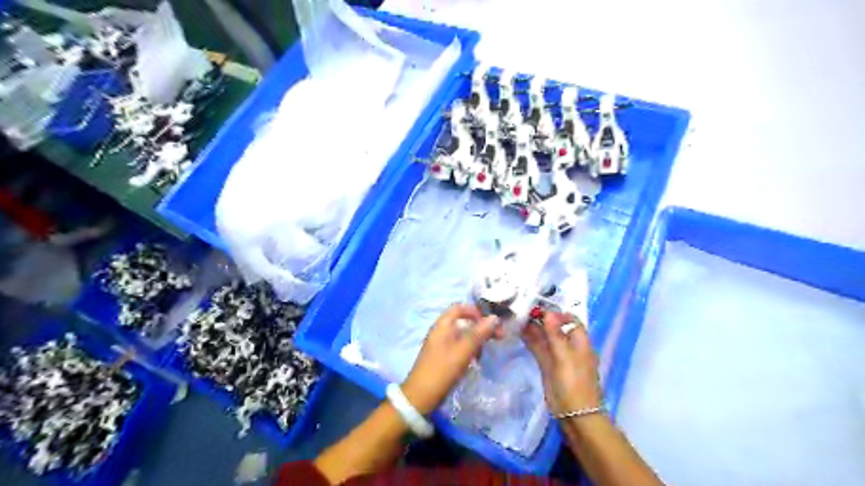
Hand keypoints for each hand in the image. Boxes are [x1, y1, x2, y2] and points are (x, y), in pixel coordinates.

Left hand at [403, 304, 500, 413]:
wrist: (420, 397)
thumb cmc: (442, 370)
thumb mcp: (463, 351)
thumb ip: (479, 333)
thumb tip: (494, 317)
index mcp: (442, 325)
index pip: (459, 308)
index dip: (475, 311)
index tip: (490, 321)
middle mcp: (440, 331)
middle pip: (463, 322)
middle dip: (481, 328)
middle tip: (499, 337)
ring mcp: (440, 345)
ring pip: (462, 336)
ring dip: (476, 340)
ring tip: (485, 352)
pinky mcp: (442, 357)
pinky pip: (459, 347)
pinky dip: (469, 350)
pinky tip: (476, 361)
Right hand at [519, 314, 602, 414]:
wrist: (574, 415)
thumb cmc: (574, 384)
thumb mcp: (565, 357)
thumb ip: (555, 335)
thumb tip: (549, 312)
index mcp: (580, 342)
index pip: (571, 320)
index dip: (557, 312)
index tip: (540, 306)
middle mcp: (568, 346)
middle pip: (555, 327)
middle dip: (541, 318)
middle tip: (522, 308)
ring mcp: (557, 356)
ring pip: (545, 337)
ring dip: (533, 327)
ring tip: (516, 316)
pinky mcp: (547, 365)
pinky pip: (538, 348)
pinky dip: (530, 339)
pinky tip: (518, 331)